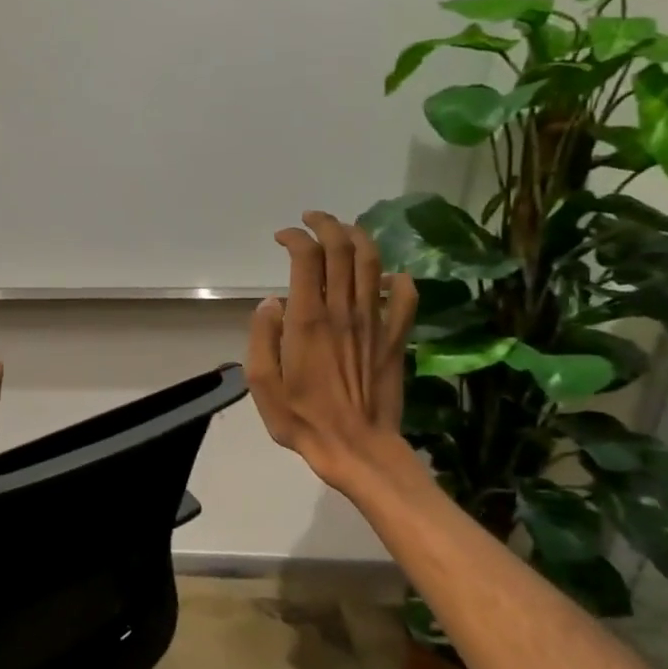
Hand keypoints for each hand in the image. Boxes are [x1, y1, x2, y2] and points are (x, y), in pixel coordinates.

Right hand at [247, 211, 419, 496]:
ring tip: (344, 232)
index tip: (282, 237)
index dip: (294, 238)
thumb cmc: (302, 419)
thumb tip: (271, 303)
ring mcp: (374, 323)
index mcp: (308, 321)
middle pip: (342, 250)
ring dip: (359, 239)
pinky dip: (399, 280)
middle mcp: (344, 312)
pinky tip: (389, 278)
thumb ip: (262, 338)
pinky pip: (406, 298)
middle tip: (312, 220)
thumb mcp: (262, 383)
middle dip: (327, 225)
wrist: (356, 448)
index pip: (307, 258)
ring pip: (373, 264)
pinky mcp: (395, 339)